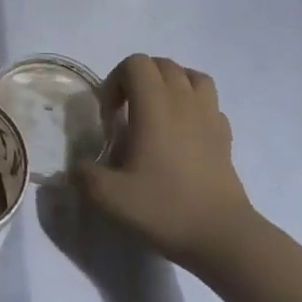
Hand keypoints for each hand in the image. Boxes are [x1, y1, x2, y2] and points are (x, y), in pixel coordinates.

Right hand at [75, 54, 256, 273]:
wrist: (222, 237)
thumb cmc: (164, 208)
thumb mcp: (109, 197)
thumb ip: (83, 174)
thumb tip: (76, 166)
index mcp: (155, 106)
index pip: (135, 63)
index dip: (115, 81)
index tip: (109, 116)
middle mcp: (184, 102)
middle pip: (162, 64)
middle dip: (138, 80)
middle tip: (126, 114)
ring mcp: (209, 117)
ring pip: (191, 76)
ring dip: (170, 85)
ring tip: (156, 113)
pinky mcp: (225, 136)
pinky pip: (209, 104)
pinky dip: (193, 107)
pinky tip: (183, 134)